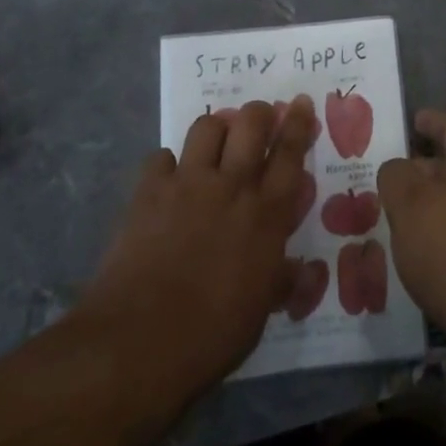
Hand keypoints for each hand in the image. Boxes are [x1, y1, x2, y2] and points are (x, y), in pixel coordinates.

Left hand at [76, 99, 312, 430]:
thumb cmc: (212, 334)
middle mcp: (231, 186)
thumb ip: (283, 279)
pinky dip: (168, 164)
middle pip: (251, 123)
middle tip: (260, 119)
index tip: (302, 102)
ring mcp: (188, 184)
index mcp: (267, 213)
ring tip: (216, 144)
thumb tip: (306, 271)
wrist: (138, 342)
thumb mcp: (260, 310)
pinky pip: (161, 157)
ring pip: (207, 126)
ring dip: (217, 129)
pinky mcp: (148, 192)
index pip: (290, 153)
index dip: (299, 123)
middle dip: (259, 113)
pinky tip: (168, 181)